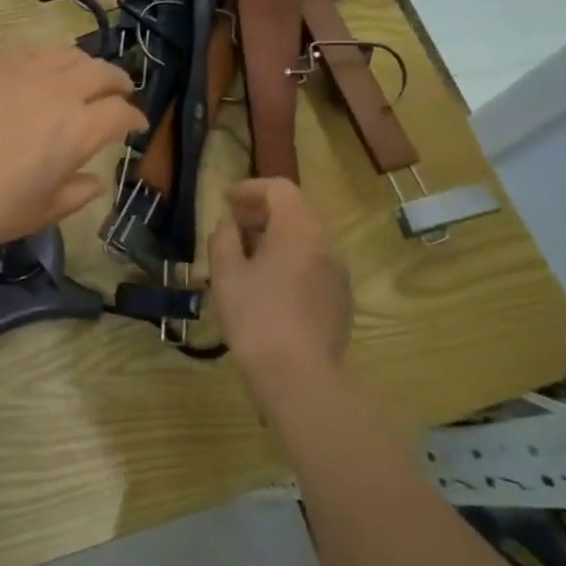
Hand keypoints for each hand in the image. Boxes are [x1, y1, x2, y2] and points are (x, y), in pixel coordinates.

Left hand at [0, 47, 143, 252]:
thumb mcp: (41, 213)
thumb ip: (76, 194)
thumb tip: (96, 181)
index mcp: (78, 130)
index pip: (121, 114)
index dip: (135, 120)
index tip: (136, 127)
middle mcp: (59, 92)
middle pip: (102, 73)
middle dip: (119, 82)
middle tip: (121, 93)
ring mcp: (24, 73)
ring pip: (69, 54)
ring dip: (87, 64)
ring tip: (86, 76)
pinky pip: (33, 52)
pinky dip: (51, 59)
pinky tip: (44, 72)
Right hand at [208, 178, 352, 393]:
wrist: (299, 377)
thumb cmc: (256, 317)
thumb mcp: (226, 273)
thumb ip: (224, 238)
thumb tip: (229, 225)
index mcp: (299, 229)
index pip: (279, 189)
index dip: (250, 189)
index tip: (227, 202)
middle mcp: (326, 243)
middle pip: (295, 212)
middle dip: (261, 214)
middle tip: (233, 229)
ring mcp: (338, 272)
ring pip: (305, 239)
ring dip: (276, 238)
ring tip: (247, 259)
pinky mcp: (341, 298)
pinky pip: (314, 264)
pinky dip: (290, 261)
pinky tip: (269, 287)